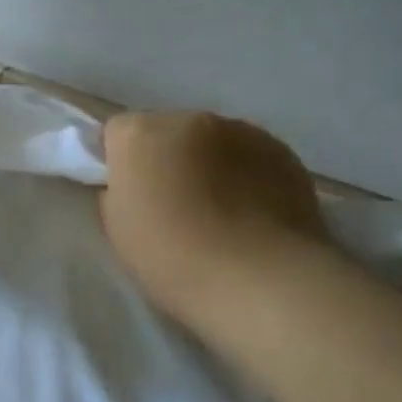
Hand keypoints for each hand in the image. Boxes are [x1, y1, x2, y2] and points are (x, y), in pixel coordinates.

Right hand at [100, 111, 329, 324]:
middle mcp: (190, 120)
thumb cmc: (172, 259)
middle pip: (169, 131)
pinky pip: (252, 158)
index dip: (119, 160)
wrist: (258, 281)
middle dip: (168, 158)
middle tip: (173, 205)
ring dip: (210, 165)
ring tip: (220, 213)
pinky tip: (253, 216)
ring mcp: (243, 132)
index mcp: (141, 136)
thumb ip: (118, 193)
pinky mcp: (283, 153)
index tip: (128, 192)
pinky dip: (247, 177)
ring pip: (214, 142)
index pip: (117, 131)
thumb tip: (134, 185)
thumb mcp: (118, 229)